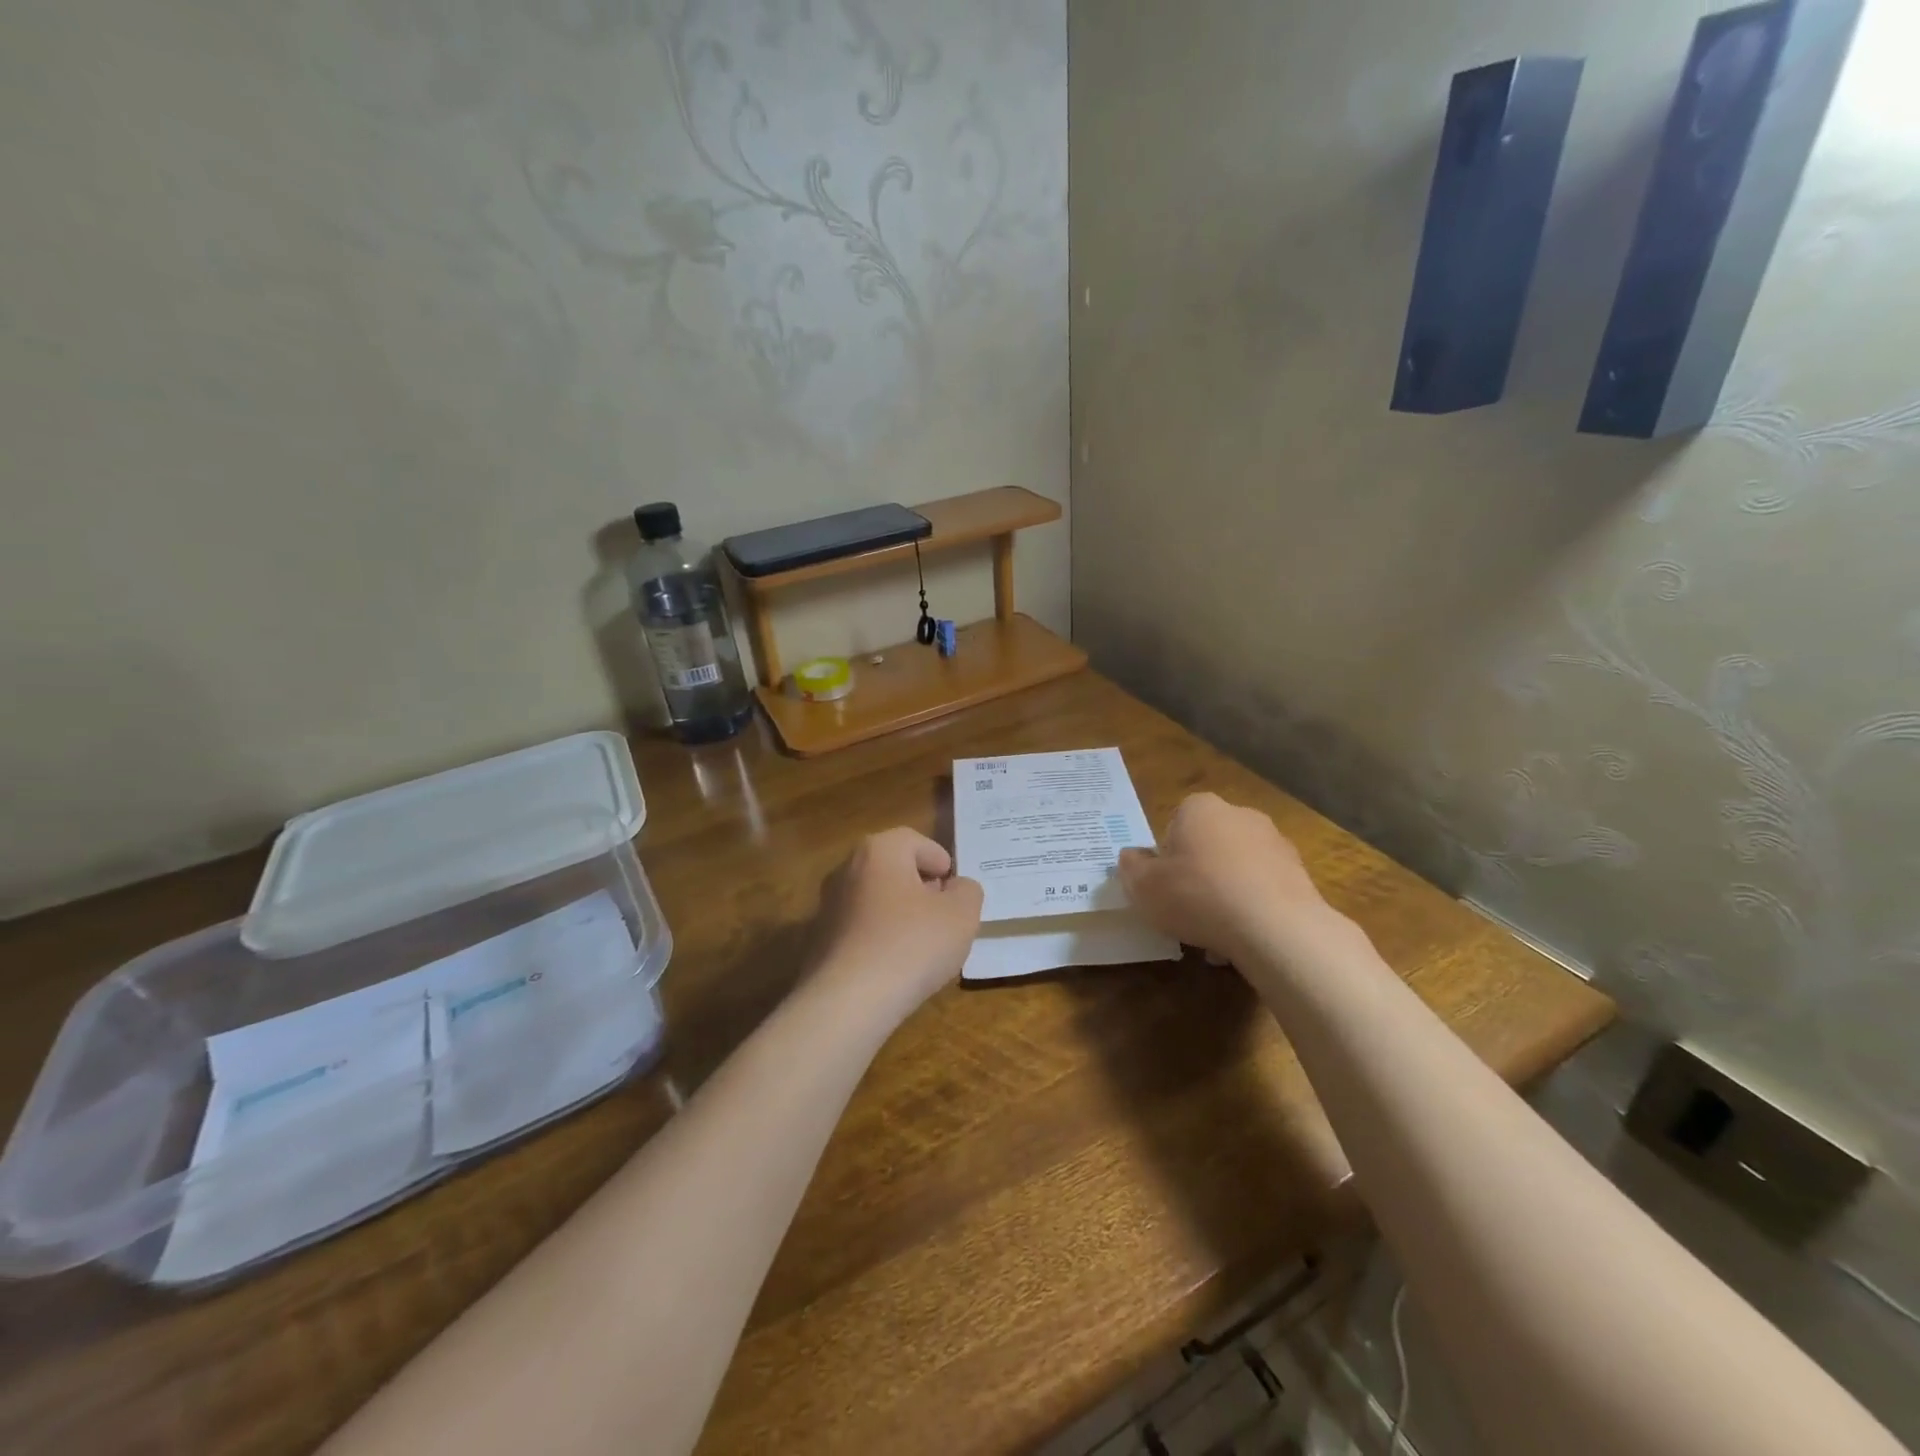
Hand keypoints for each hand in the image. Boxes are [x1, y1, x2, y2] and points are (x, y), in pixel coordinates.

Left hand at [812, 827, 983, 1019]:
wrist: (848, 1002)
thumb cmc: (912, 945)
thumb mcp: (961, 914)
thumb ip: (967, 891)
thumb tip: (956, 888)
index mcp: (879, 850)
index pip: (917, 842)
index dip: (941, 863)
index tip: (955, 892)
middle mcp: (847, 869)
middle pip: (893, 868)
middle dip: (921, 888)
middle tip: (943, 916)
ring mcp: (828, 905)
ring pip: (876, 899)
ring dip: (900, 915)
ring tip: (922, 946)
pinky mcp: (820, 940)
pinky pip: (860, 929)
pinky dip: (879, 939)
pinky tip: (894, 967)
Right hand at [1119, 793, 1333, 962]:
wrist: (1275, 928)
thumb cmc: (1198, 895)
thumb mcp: (1144, 886)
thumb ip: (1131, 868)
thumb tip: (1131, 857)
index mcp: (1200, 808)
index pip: (1175, 823)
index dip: (1166, 856)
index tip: (1164, 884)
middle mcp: (1240, 815)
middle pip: (1208, 845)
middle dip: (1198, 874)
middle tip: (1186, 910)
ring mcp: (1275, 843)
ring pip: (1237, 870)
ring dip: (1225, 896)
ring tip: (1214, 937)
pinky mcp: (1300, 874)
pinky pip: (1263, 890)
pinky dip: (1251, 909)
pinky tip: (1243, 940)